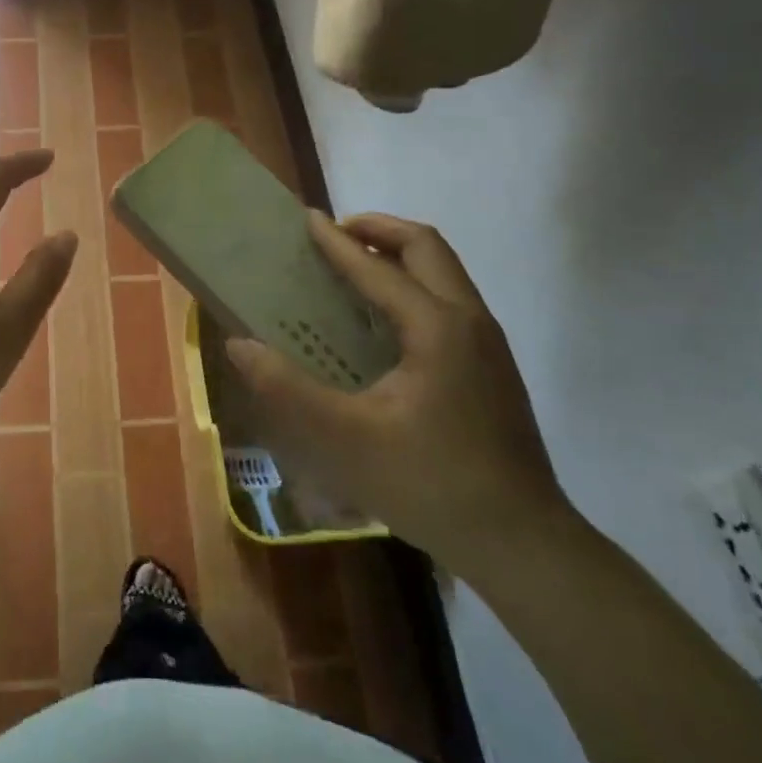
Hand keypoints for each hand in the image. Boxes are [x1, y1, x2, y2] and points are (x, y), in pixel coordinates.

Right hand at [226, 212, 571, 575]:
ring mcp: (487, 344)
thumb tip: (239, 345)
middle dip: (378, 230)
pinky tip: (382, 324)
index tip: (306, 219)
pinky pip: (448, 300)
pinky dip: (412, 286)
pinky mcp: (491, 368)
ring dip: (398, 256)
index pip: (378, 266)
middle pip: (426, 248)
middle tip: (334, 237)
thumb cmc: (430, 483)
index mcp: (437, 327)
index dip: (337, 242)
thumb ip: (287, 390)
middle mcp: (469, 321)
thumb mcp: (344, 440)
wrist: (522, 543)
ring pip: (443, 272)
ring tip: (353, 269)